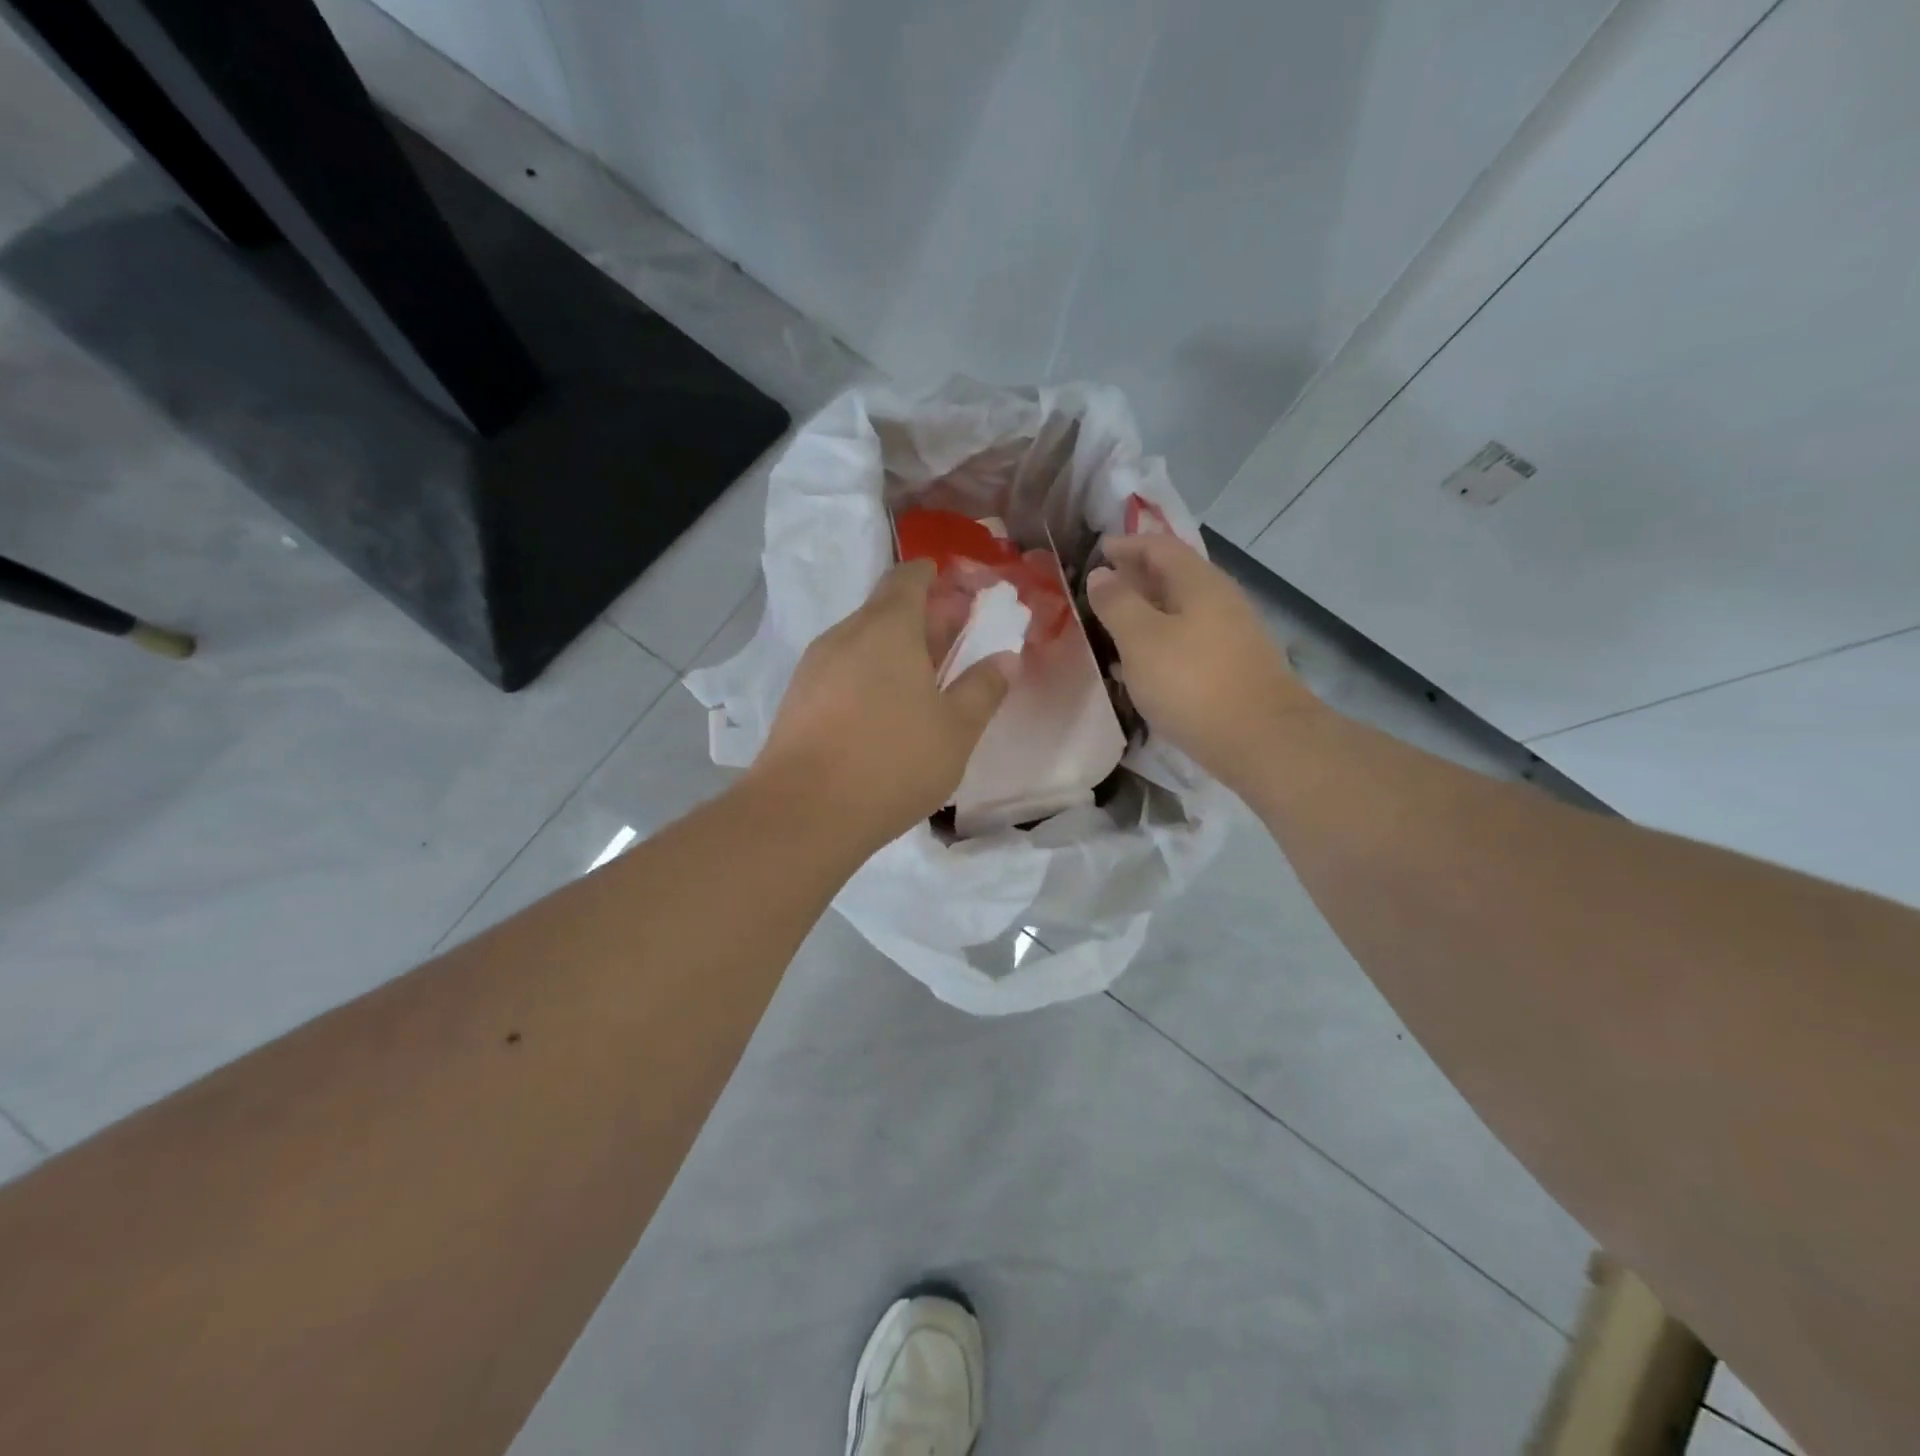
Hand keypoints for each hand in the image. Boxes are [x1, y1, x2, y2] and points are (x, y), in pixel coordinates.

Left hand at [750, 560, 1015, 853]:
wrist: (805, 812)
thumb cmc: (894, 761)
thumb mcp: (956, 729)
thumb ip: (984, 688)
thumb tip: (1006, 658)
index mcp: (888, 627)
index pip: (908, 577)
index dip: (933, 576)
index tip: (957, 588)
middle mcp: (846, 635)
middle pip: (886, 609)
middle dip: (922, 619)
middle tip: (955, 639)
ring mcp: (815, 667)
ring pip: (862, 643)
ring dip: (895, 650)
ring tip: (924, 680)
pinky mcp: (798, 700)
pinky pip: (842, 671)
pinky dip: (869, 675)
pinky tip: (884, 711)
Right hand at [1086, 533, 1315, 792]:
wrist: (1261, 739)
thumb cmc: (1193, 682)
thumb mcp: (1141, 640)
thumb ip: (1118, 604)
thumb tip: (1102, 574)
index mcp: (1199, 583)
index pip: (1159, 546)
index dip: (1127, 545)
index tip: (1098, 552)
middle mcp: (1220, 600)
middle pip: (1174, 577)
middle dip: (1137, 578)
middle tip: (1102, 590)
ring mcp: (1231, 635)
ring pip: (1181, 612)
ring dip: (1147, 613)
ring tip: (1115, 627)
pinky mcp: (1233, 667)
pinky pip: (1189, 641)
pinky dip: (1161, 642)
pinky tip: (1143, 666)